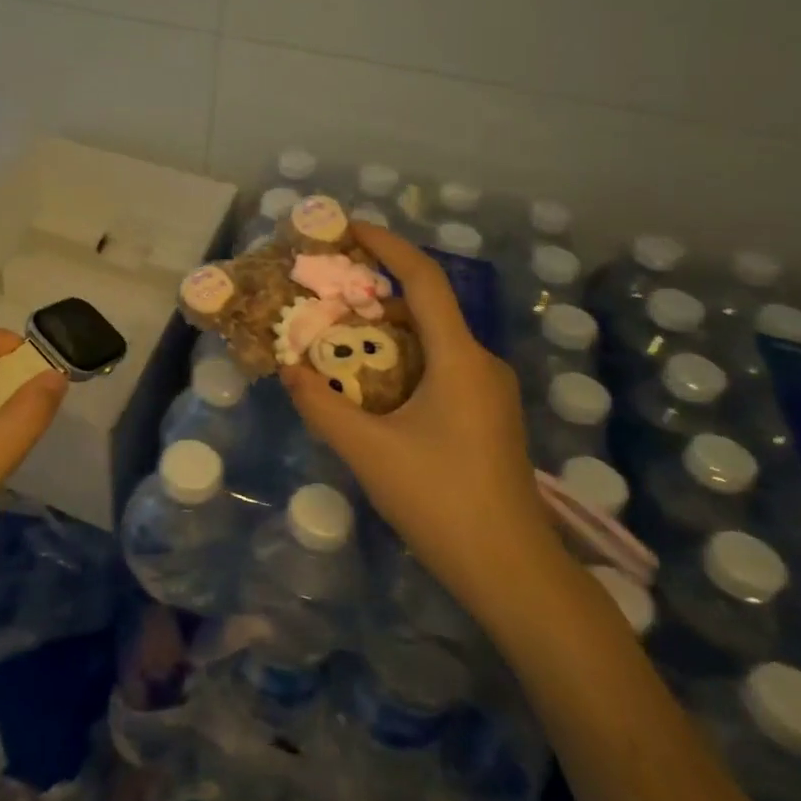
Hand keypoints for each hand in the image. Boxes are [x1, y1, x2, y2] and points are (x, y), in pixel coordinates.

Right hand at [283, 222, 564, 622]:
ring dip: (384, 330)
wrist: (512, 571)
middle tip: (325, 292)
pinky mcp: (486, 415)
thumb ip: (321, 406)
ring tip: (336, 335)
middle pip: (424, 307)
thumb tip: (288, 369)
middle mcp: (480, 363)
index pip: (423, 280)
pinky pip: (438, 367)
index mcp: (459, 358)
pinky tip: (368, 382)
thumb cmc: (441, 501)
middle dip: (373, 292)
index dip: (387, 246)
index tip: (349, 228)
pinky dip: (400, 359)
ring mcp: (488, 391)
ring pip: (430, 341)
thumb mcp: (368, 451)